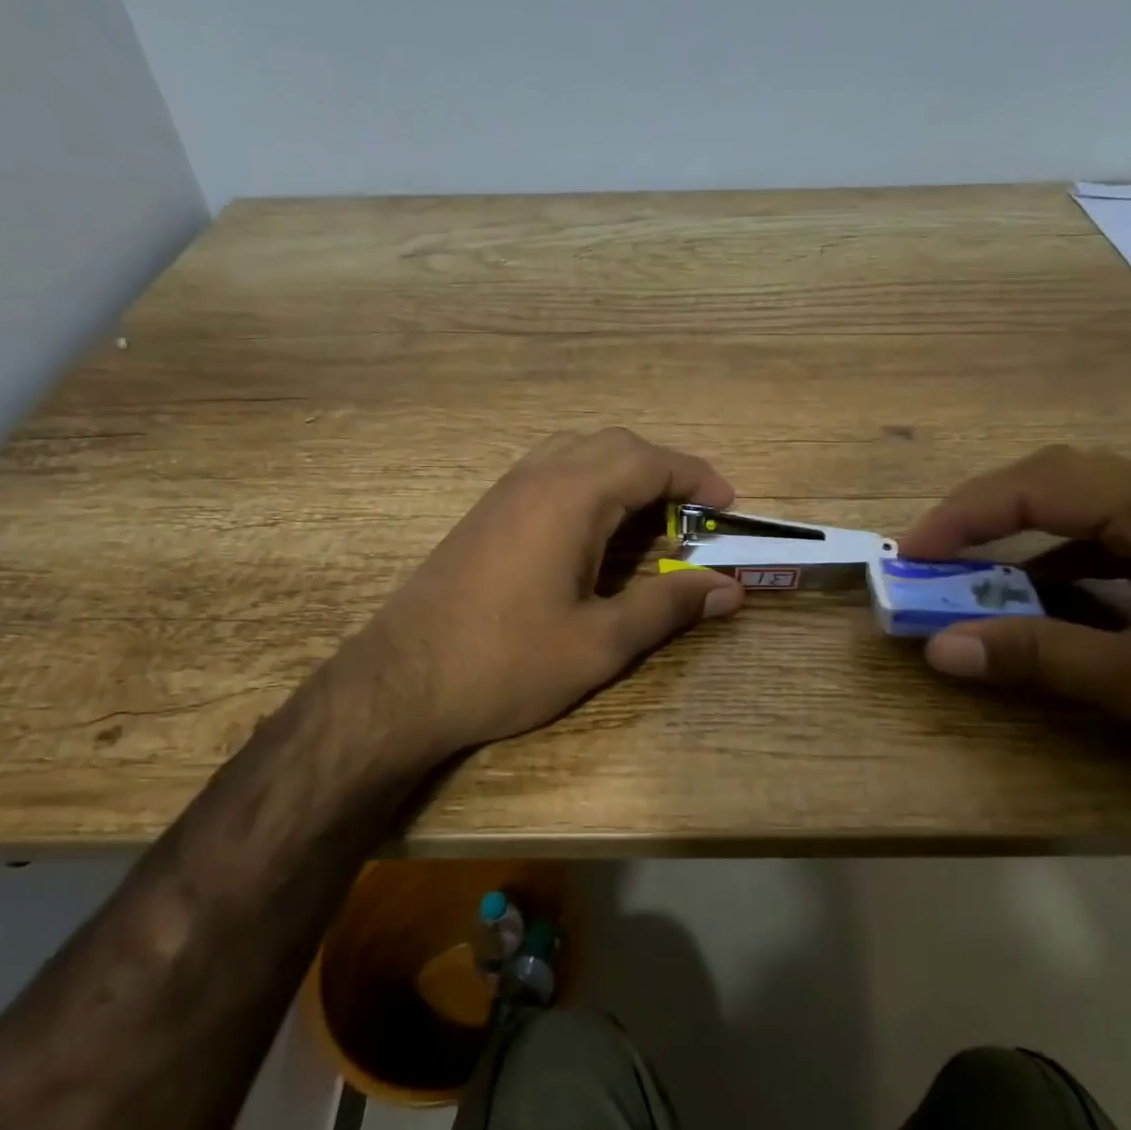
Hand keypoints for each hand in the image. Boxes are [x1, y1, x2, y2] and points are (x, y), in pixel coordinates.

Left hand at [346, 428, 743, 766]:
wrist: (400, 684)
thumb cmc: (506, 663)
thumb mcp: (600, 642)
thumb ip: (667, 606)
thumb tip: (730, 588)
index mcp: (571, 497)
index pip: (649, 462)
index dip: (697, 478)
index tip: (729, 505)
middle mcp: (537, 477)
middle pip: (614, 445)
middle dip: (663, 470)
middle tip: (694, 514)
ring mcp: (504, 491)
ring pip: (577, 451)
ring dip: (623, 471)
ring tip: (650, 516)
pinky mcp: (485, 513)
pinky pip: (549, 471)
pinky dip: (588, 482)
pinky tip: (593, 530)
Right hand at [901, 446, 1130, 835]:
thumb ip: (1037, 657)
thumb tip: (937, 649)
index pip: (1035, 486)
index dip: (959, 517)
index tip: (906, 554)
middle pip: (1055, 483)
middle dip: (982, 518)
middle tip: (926, 558)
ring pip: (1083, 516)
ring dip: (1019, 545)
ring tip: (964, 579)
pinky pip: (1113, 550)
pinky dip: (1061, 572)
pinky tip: (1037, 605)